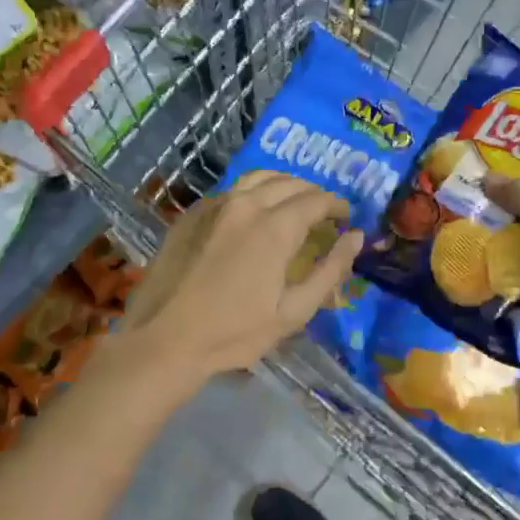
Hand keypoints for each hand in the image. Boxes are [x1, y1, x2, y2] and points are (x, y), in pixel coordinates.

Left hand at [122, 172, 362, 382]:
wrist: (163, 339)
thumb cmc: (234, 333)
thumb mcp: (293, 312)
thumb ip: (331, 271)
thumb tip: (355, 238)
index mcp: (275, 227)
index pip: (316, 200)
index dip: (337, 205)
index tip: (346, 217)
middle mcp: (245, 205)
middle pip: (289, 183)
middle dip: (313, 193)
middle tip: (324, 213)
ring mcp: (213, 206)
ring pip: (257, 179)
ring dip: (283, 185)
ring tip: (293, 203)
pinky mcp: (191, 215)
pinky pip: (230, 192)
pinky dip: (251, 193)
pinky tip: (253, 213)